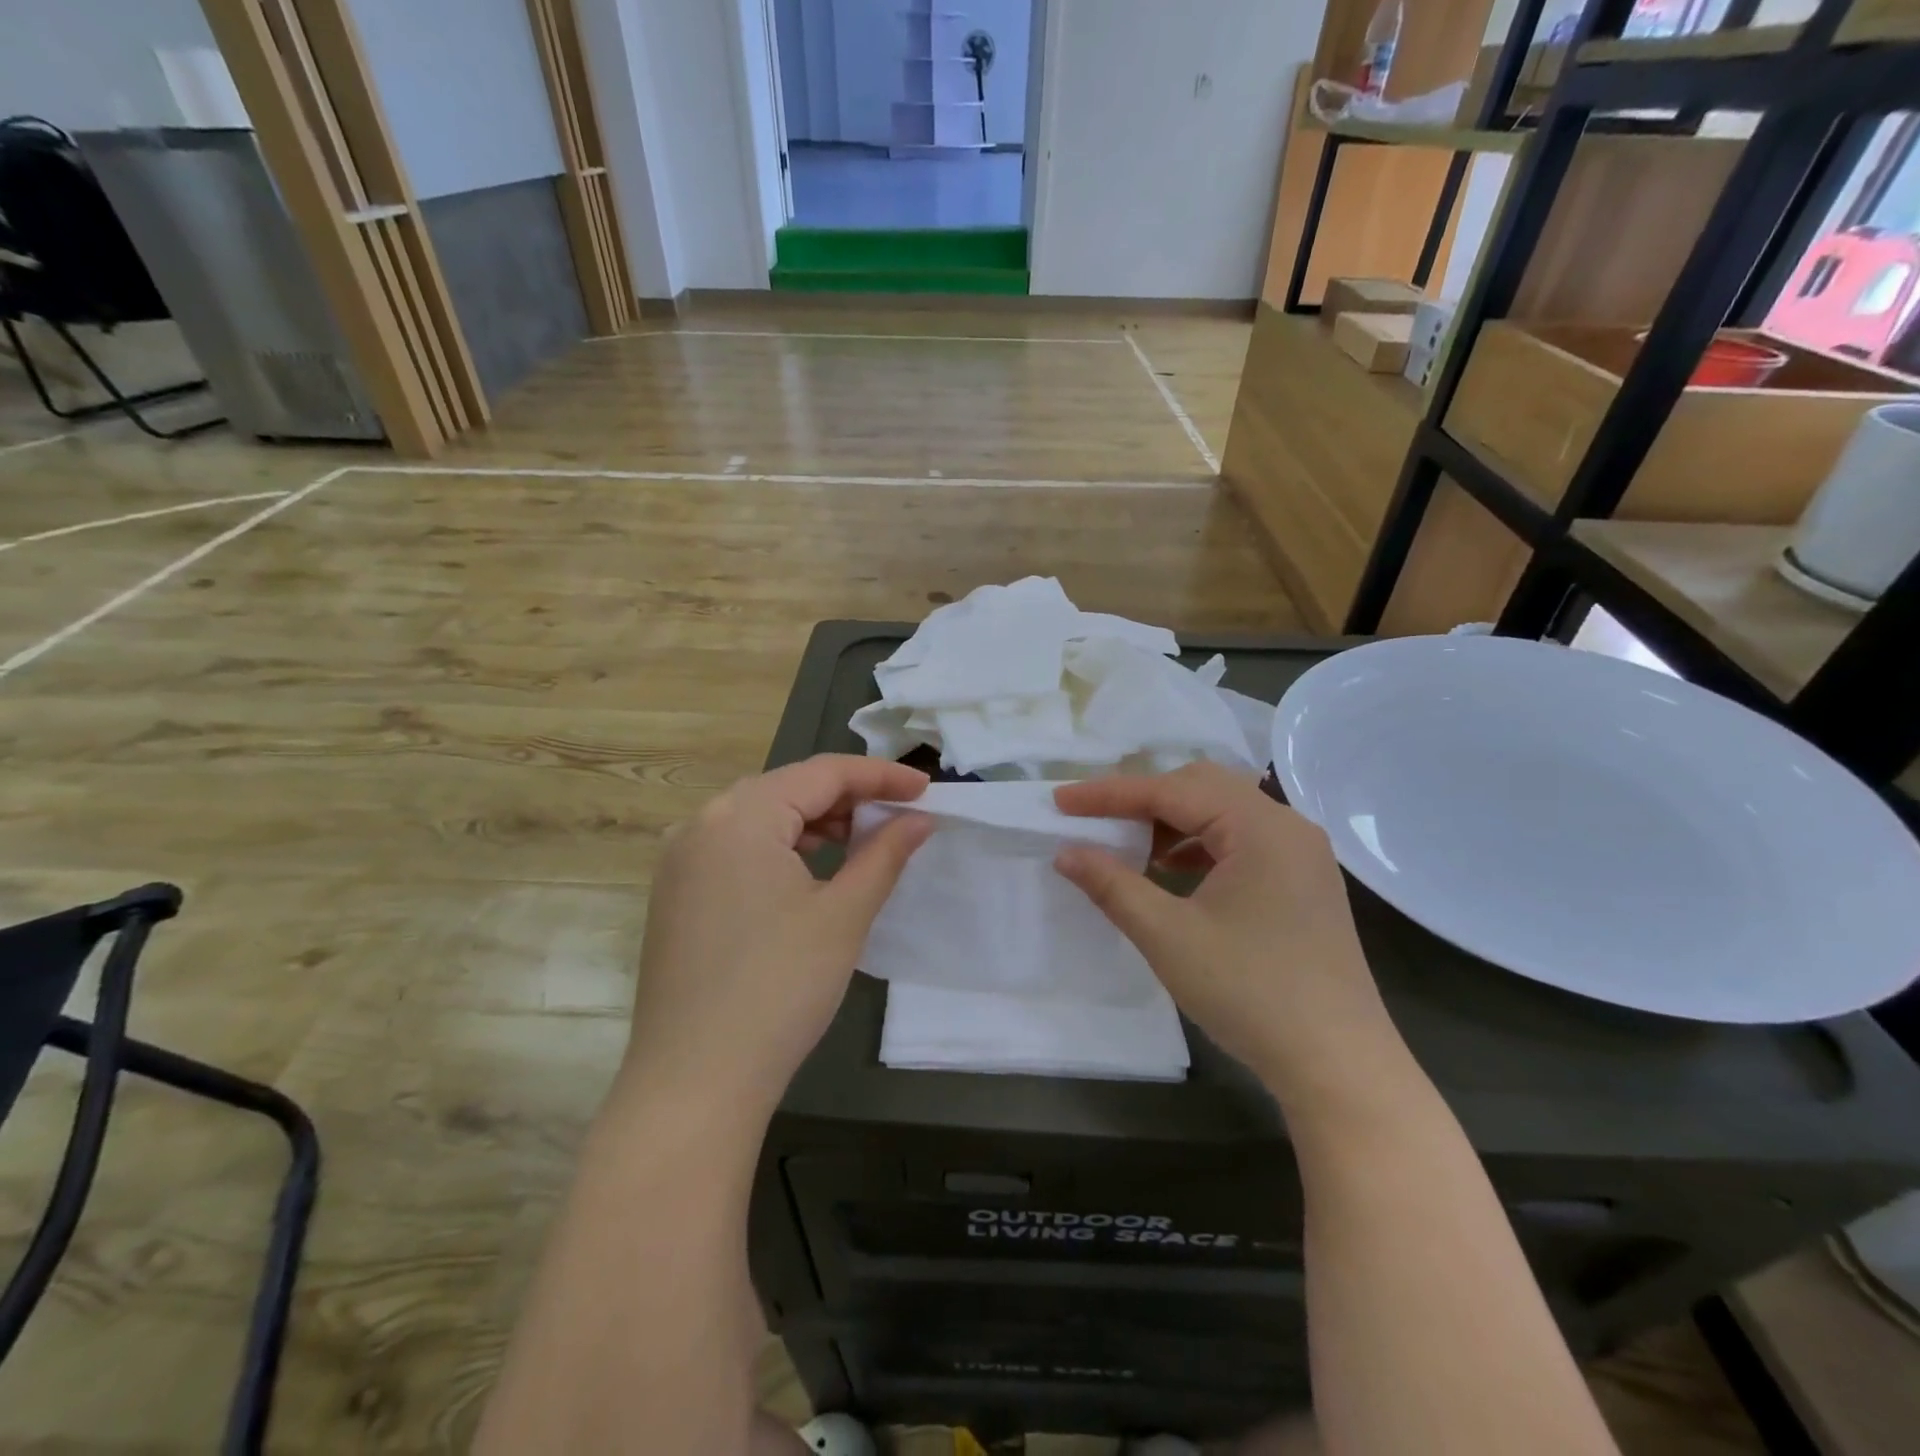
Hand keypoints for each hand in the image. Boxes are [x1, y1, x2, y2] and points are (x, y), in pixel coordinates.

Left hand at [623, 755, 932, 1114]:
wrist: (695, 1082)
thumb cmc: (780, 988)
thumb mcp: (843, 915)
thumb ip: (885, 854)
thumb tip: (920, 819)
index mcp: (741, 816)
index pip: (821, 772)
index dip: (879, 776)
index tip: (925, 788)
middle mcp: (701, 824)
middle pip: (788, 789)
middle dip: (847, 798)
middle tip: (897, 817)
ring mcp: (680, 860)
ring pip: (761, 818)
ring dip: (814, 824)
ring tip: (860, 844)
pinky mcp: (676, 894)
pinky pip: (737, 848)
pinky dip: (781, 850)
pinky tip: (809, 874)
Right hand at [1054, 764, 1404, 1111]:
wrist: (1339, 1066)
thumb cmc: (1251, 993)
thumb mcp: (1168, 937)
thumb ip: (1112, 885)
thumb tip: (1067, 852)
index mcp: (1261, 827)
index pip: (1172, 790)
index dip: (1109, 794)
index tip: (1060, 801)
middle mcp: (1287, 826)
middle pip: (1202, 787)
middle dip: (1143, 799)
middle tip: (1095, 820)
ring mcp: (1301, 854)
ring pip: (1222, 812)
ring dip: (1171, 822)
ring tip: (1128, 847)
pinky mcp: (1302, 882)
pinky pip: (1240, 841)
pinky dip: (1199, 846)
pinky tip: (1172, 871)